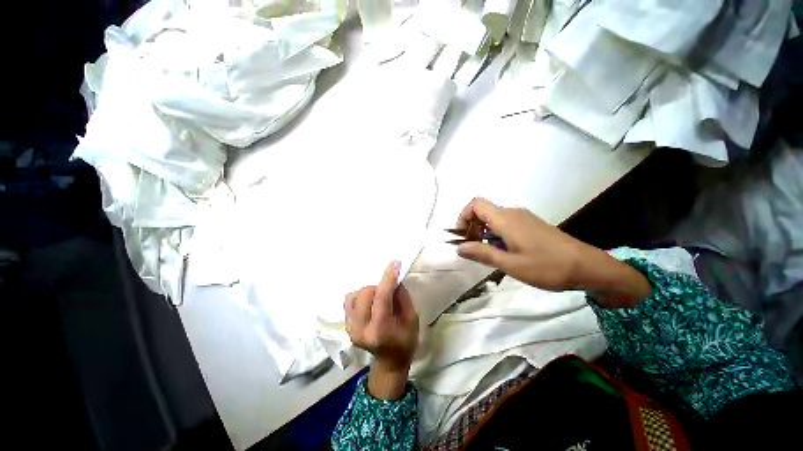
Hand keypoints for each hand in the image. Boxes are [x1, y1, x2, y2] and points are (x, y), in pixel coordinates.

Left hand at [345, 261, 418, 398]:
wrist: (389, 361)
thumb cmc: (405, 340)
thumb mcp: (412, 318)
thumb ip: (402, 297)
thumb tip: (394, 279)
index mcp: (380, 330)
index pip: (382, 297)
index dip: (388, 278)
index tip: (395, 263)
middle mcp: (360, 329)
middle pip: (365, 293)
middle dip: (379, 287)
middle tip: (389, 293)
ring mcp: (350, 327)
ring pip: (355, 294)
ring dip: (369, 291)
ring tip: (378, 300)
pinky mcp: (346, 325)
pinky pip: (349, 299)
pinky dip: (360, 296)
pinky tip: (369, 302)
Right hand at [455, 197, 585, 290]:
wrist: (588, 267)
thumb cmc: (546, 266)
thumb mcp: (510, 263)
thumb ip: (482, 253)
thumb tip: (458, 247)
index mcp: (505, 218)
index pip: (475, 204)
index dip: (463, 217)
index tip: (461, 236)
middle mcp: (512, 213)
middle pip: (483, 211)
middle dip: (471, 227)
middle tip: (472, 249)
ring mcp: (523, 218)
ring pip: (494, 219)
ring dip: (483, 233)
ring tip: (486, 254)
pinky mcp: (531, 225)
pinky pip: (505, 224)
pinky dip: (496, 234)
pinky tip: (503, 252)